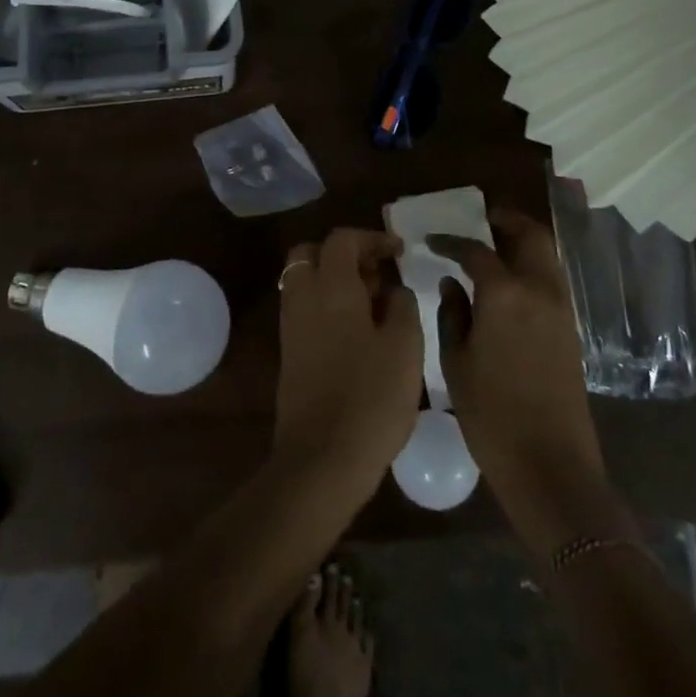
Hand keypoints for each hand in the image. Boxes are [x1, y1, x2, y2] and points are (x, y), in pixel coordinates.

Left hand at [272, 229, 422, 503]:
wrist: (322, 458)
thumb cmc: (371, 398)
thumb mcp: (405, 347)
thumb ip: (402, 306)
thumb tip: (394, 289)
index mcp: (331, 287)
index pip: (342, 239)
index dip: (372, 237)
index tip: (398, 251)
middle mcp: (304, 297)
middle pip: (312, 253)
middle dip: (344, 253)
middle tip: (377, 272)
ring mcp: (292, 325)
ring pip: (305, 280)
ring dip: (334, 279)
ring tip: (373, 303)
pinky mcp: (290, 352)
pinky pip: (305, 308)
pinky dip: (327, 303)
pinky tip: (358, 330)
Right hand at [429, 210, 621, 554]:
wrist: (550, 464)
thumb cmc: (491, 414)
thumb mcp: (456, 362)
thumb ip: (452, 313)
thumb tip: (452, 282)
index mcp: (505, 294)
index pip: (476, 250)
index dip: (451, 241)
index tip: (432, 240)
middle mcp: (539, 290)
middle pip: (529, 235)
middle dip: (505, 221)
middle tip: (480, 219)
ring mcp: (561, 309)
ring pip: (546, 254)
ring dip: (523, 240)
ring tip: (495, 244)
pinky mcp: (571, 329)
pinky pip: (552, 279)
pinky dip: (533, 265)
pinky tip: (510, 280)